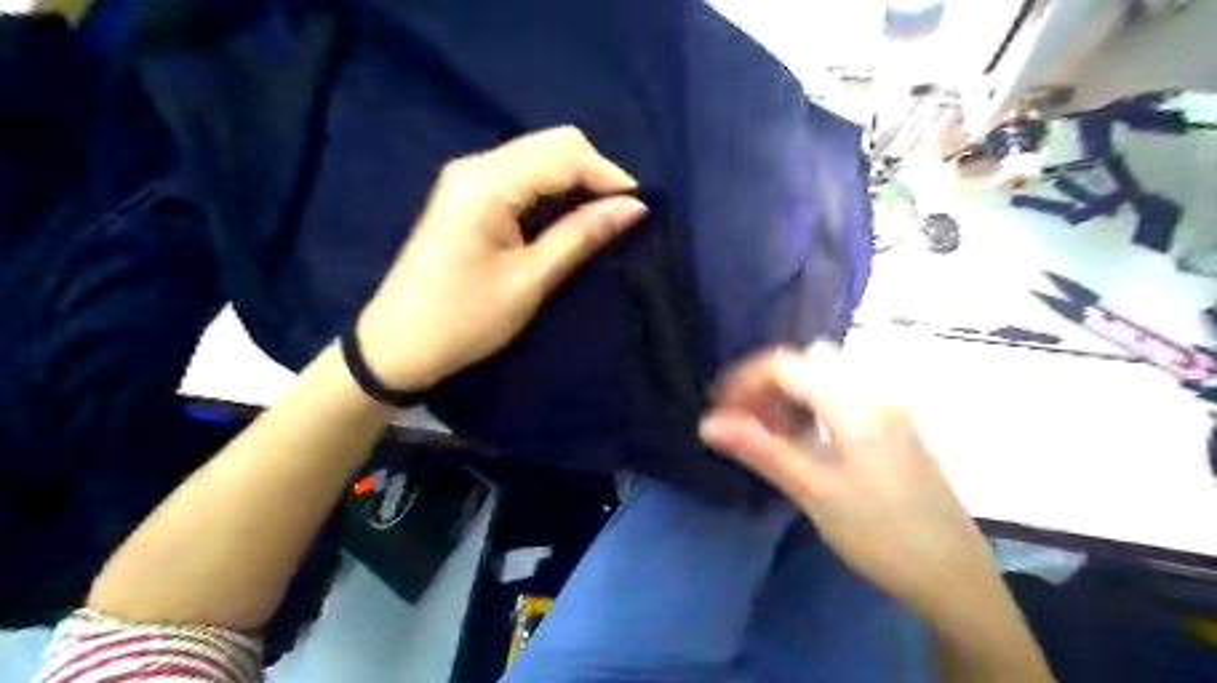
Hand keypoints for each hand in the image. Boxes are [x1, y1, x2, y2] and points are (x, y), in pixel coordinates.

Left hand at [357, 129, 649, 391]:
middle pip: (552, 143)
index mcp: (488, 184)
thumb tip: (634, 207)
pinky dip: (552, 186)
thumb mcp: (531, 279)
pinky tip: (566, 214)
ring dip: (575, 178)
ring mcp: (467, 176)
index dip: (608, 175)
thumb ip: (582, 235)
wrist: (399, 343)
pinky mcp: (466, 193)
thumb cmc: (466, 318)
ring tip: (600, 216)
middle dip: (594, 171)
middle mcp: (475, 165)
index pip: (564, 155)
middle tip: (621, 213)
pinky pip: (521, 172)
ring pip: (538, 154)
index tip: (640, 208)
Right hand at [704, 345, 997, 625]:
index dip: (743, 380)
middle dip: (767, 383)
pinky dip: (813, 401)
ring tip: (769, 431)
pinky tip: (803, 436)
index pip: (784, 364)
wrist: (953, 575)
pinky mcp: (894, 422)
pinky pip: (843, 391)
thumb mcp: (812, 491)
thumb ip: (759, 449)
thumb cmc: (880, 533)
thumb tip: (708, 423)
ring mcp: (889, 404)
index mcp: (854, 401)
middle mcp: (874, 388)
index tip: (718, 410)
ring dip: (790, 391)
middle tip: (744, 420)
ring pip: (826, 373)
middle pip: (806, 360)